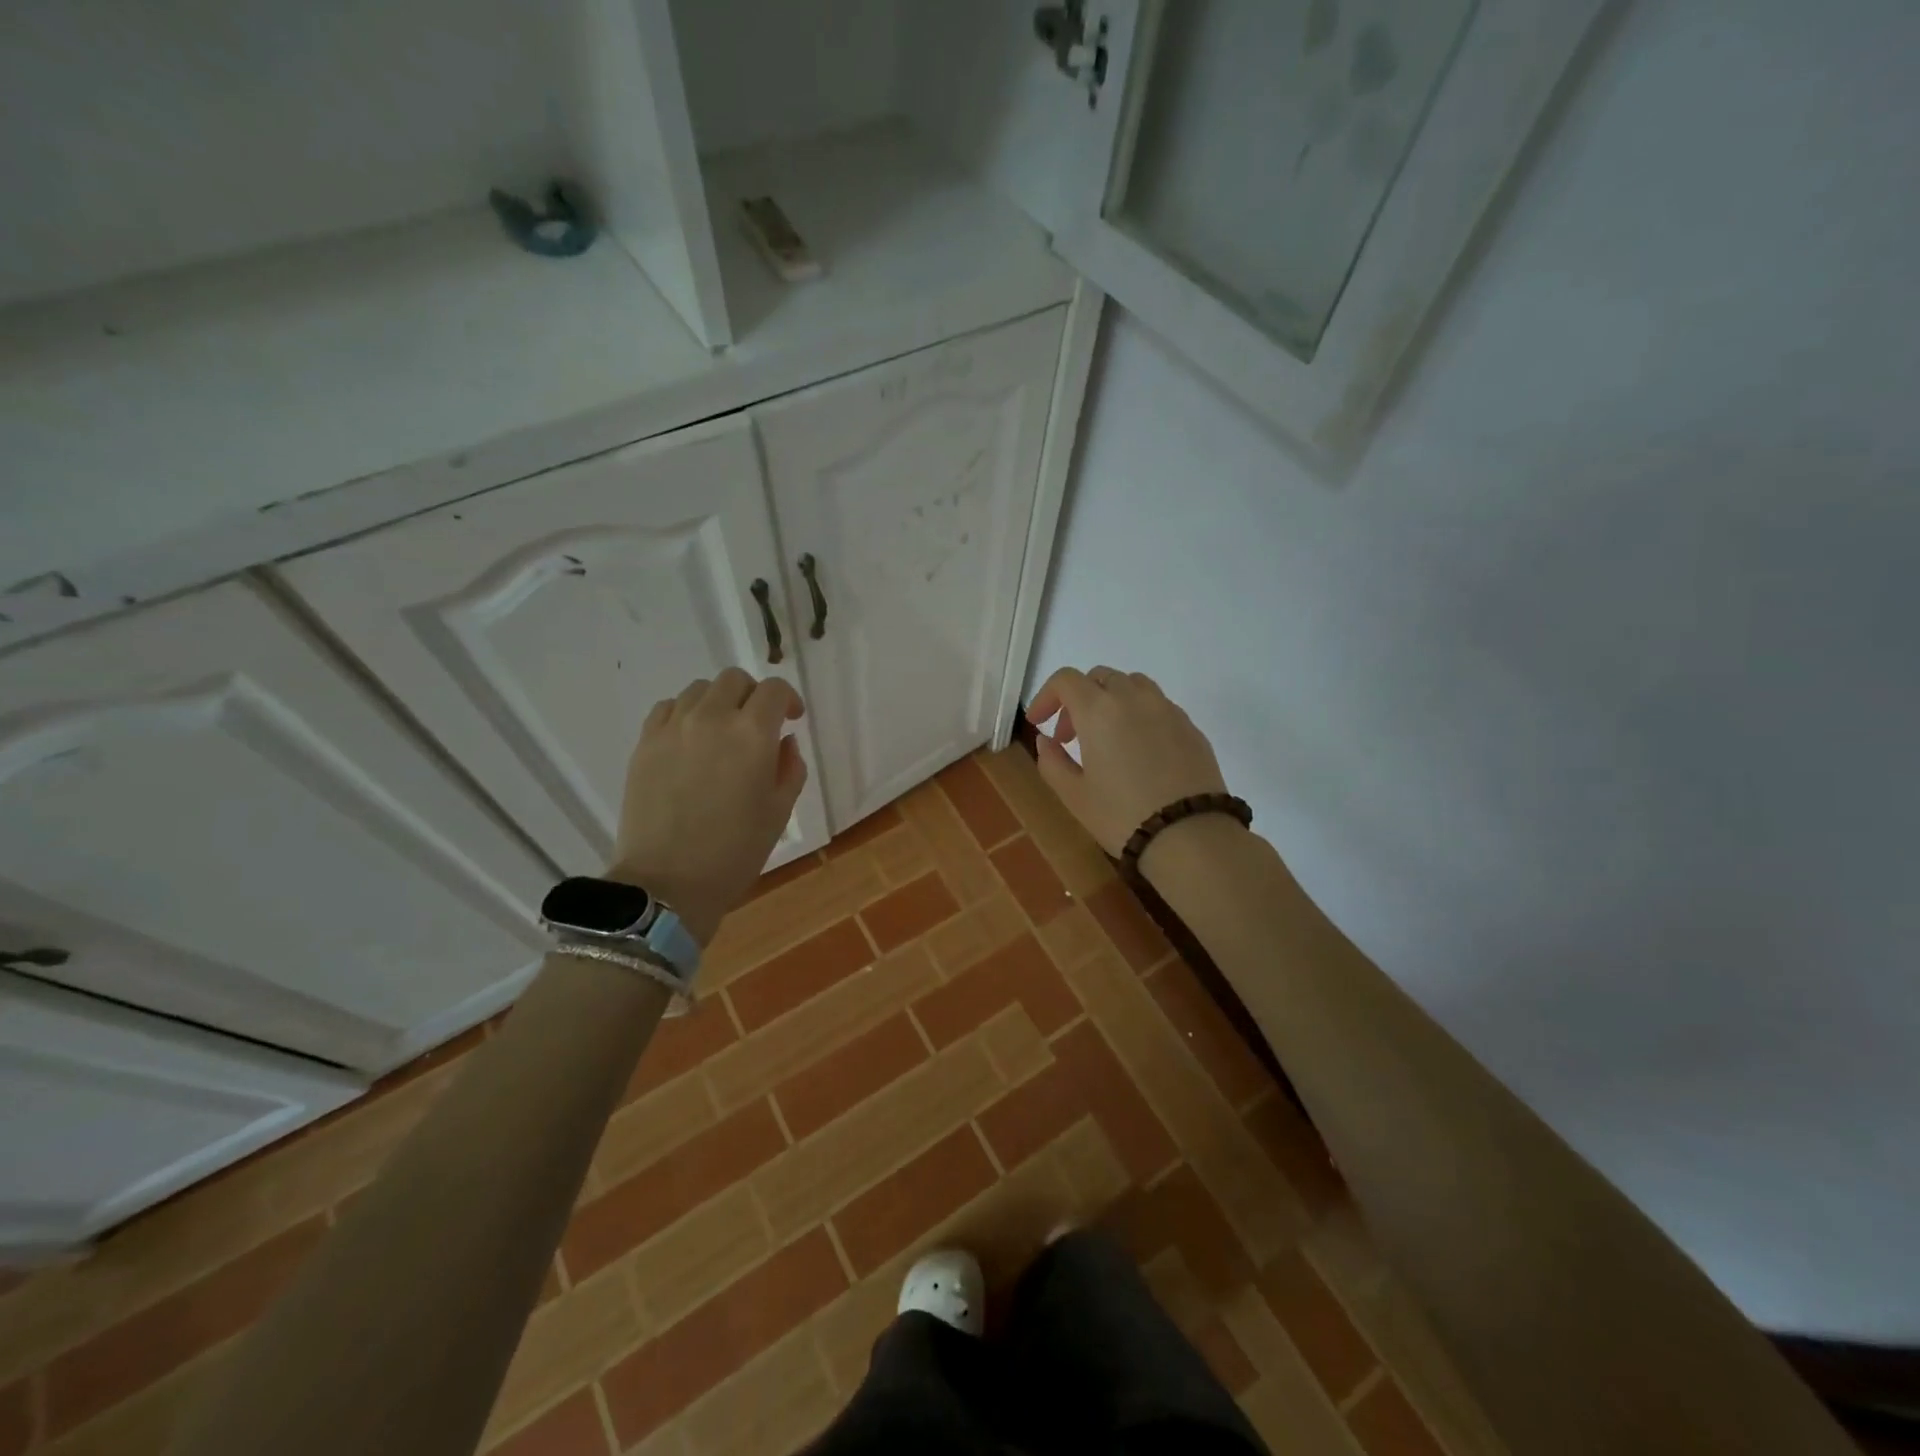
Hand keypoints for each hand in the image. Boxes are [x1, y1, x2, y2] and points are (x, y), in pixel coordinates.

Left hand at [607, 669, 807, 945]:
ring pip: (700, 689)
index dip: (788, 699)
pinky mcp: (645, 743)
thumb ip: (789, 767)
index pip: (773, 690)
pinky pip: (668, 708)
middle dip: (753, 695)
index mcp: (752, 734)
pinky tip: (690, 740)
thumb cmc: (734, 852)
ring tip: (722, 732)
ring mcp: (673, 728)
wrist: (667, 883)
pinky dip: (686, 713)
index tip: (791, 719)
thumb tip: (783, 741)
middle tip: (758, 725)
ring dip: (719, 702)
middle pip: (735, 680)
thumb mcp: (779, 812)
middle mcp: (712, 718)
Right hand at [1027, 666, 1228, 858]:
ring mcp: (1167, 709)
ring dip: (1112, 701)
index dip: (1046, 696)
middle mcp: (1134, 698)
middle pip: (1100, 677)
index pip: (1065, 680)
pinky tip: (1139, 752)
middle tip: (1070, 737)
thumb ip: (1051, 761)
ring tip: (1107, 738)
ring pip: (1133, 685)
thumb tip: (1046, 741)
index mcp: (1098, 710)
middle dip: (1078, 699)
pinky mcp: (1191, 727)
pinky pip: (1158, 706)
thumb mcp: (1074, 795)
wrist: (1191, 836)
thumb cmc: (1122, 816)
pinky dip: (1140, 715)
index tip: (1039, 723)